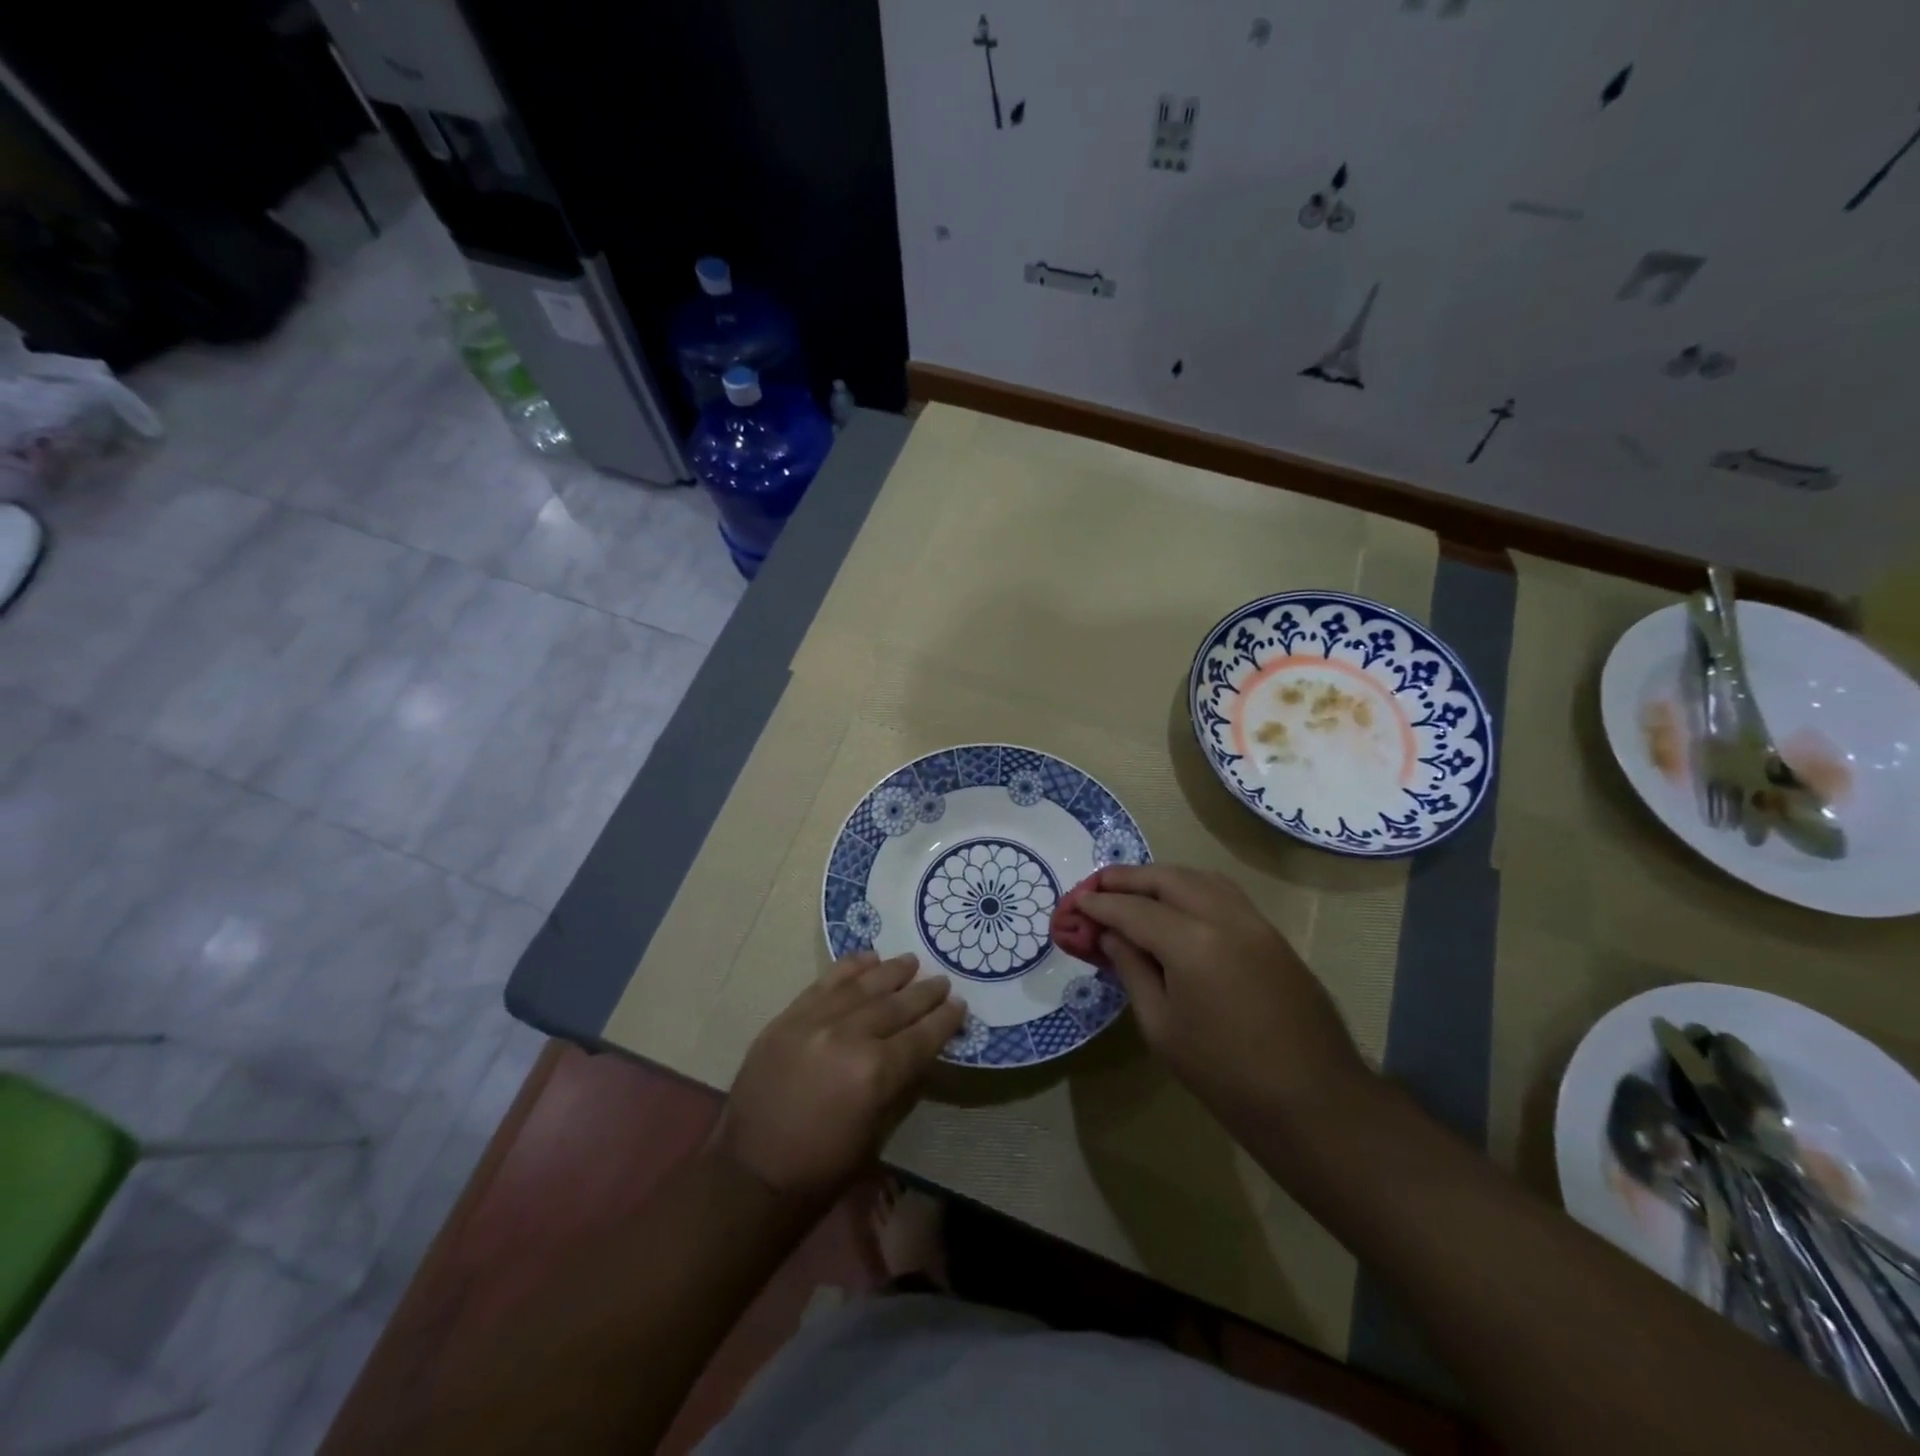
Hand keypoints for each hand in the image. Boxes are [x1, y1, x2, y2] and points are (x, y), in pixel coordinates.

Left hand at [714, 951, 965, 1200]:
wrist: (751, 1172)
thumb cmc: (822, 1166)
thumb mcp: (876, 1132)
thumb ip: (900, 1084)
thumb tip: (922, 1051)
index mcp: (875, 1073)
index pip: (921, 1037)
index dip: (944, 1020)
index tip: (959, 1004)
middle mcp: (848, 1037)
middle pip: (896, 1006)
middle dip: (924, 993)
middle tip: (941, 981)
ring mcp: (815, 1021)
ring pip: (863, 986)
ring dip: (891, 972)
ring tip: (911, 961)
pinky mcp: (788, 1017)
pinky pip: (825, 983)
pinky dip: (849, 968)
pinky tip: (868, 958)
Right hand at [1080, 865, 1371, 1140]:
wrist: (1313, 1103)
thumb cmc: (1224, 1075)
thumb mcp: (1161, 1027)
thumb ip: (1131, 969)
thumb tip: (1110, 934)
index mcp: (1193, 944)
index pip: (1134, 909)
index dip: (1100, 904)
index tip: (1076, 902)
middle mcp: (1225, 918)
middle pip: (1167, 878)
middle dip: (1128, 878)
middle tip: (1098, 886)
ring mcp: (1255, 922)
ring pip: (1200, 878)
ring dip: (1162, 878)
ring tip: (1134, 892)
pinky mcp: (1272, 935)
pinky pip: (1224, 894)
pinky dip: (1192, 889)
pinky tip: (1177, 908)